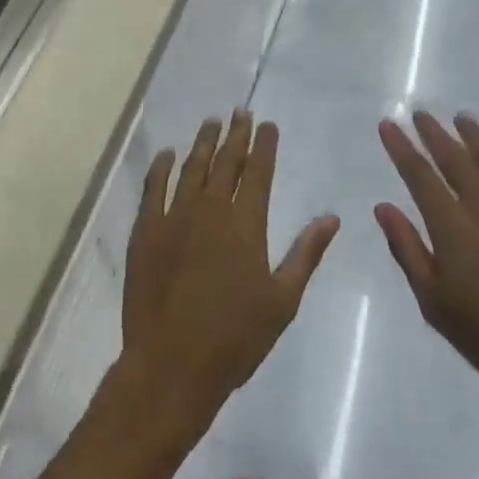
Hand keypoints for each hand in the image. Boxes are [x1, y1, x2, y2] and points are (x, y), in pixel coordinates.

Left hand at [120, 112, 339, 445]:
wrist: (170, 366)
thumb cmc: (234, 339)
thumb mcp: (282, 301)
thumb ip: (305, 254)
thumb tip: (331, 217)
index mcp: (246, 223)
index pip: (258, 171)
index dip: (264, 145)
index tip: (267, 124)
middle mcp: (211, 209)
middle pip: (226, 161)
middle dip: (236, 134)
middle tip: (240, 112)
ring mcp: (175, 216)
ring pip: (192, 167)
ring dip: (203, 142)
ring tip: (212, 122)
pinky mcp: (147, 230)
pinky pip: (154, 188)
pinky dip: (161, 167)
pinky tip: (167, 154)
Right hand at [375, 112, 478, 424]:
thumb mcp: (435, 303)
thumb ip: (407, 249)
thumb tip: (383, 206)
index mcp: (451, 225)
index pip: (419, 175)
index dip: (401, 147)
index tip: (388, 123)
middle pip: (454, 158)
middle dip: (434, 133)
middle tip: (420, 113)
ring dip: (475, 136)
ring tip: (462, 118)